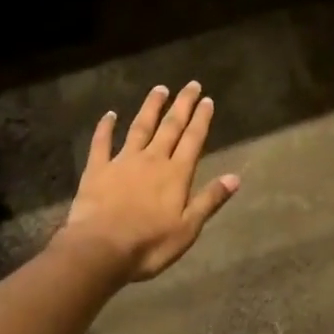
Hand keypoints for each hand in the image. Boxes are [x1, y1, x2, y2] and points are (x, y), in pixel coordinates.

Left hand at [57, 82, 239, 281]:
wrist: (100, 248)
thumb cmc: (149, 244)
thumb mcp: (187, 229)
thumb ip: (210, 200)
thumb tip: (235, 178)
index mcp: (176, 174)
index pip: (193, 140)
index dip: (201, 119)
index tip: (207, 100)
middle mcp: (152, 159)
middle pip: (170, 127)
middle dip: (182, 105)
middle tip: (191, 85)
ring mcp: (123, 161)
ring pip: (140, 127)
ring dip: (151, 107)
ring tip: (160, 89)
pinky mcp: (97, 169)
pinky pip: (101, 143)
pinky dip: (105, 127)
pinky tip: (109, 114)